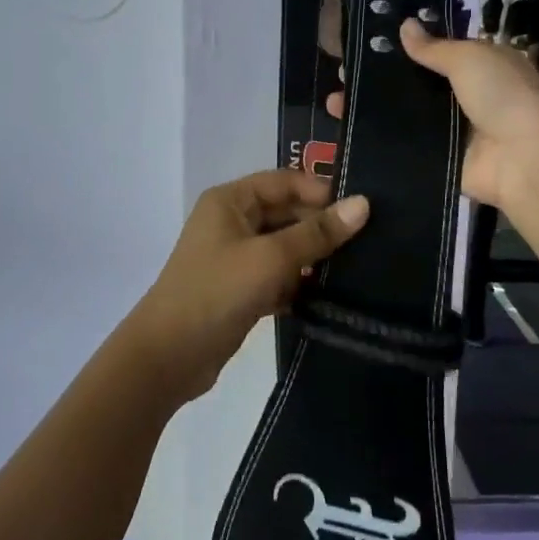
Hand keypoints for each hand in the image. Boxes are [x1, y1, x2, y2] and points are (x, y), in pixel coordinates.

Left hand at [125, 170, 369, 403]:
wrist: (168, 357)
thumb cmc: (217, 292)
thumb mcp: (271, 258)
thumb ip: (317, 233)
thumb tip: (363, 204)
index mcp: (231, 201)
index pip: (285, 182)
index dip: (321, 192)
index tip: (363, 211)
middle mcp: (232, 222)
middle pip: (287, 213)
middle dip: (321, 227)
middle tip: (369, 242)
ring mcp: (235, 257)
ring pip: (285, 248)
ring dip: (313, 258)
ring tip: (359, 268)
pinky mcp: (241, 290)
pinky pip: (278, 277)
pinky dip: (299, 284)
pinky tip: (330, 296)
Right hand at [326, 18, 538, 213]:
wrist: (525, 160)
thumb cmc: (503, 96)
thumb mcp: (470, 58)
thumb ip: (433, 47)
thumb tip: (404, 25)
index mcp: (478, 66)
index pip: (435, 52)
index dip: (401, 48)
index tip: (364, 44)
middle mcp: (464, 96)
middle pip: (415, 85)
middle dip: (380, 79)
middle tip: (339, 73)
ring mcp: (450, 131)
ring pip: (405, 115)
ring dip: (373, 109)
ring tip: (334, 101)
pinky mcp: (440, 160)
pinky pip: (406, 146)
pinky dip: (381, 139)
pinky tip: (347, 132)